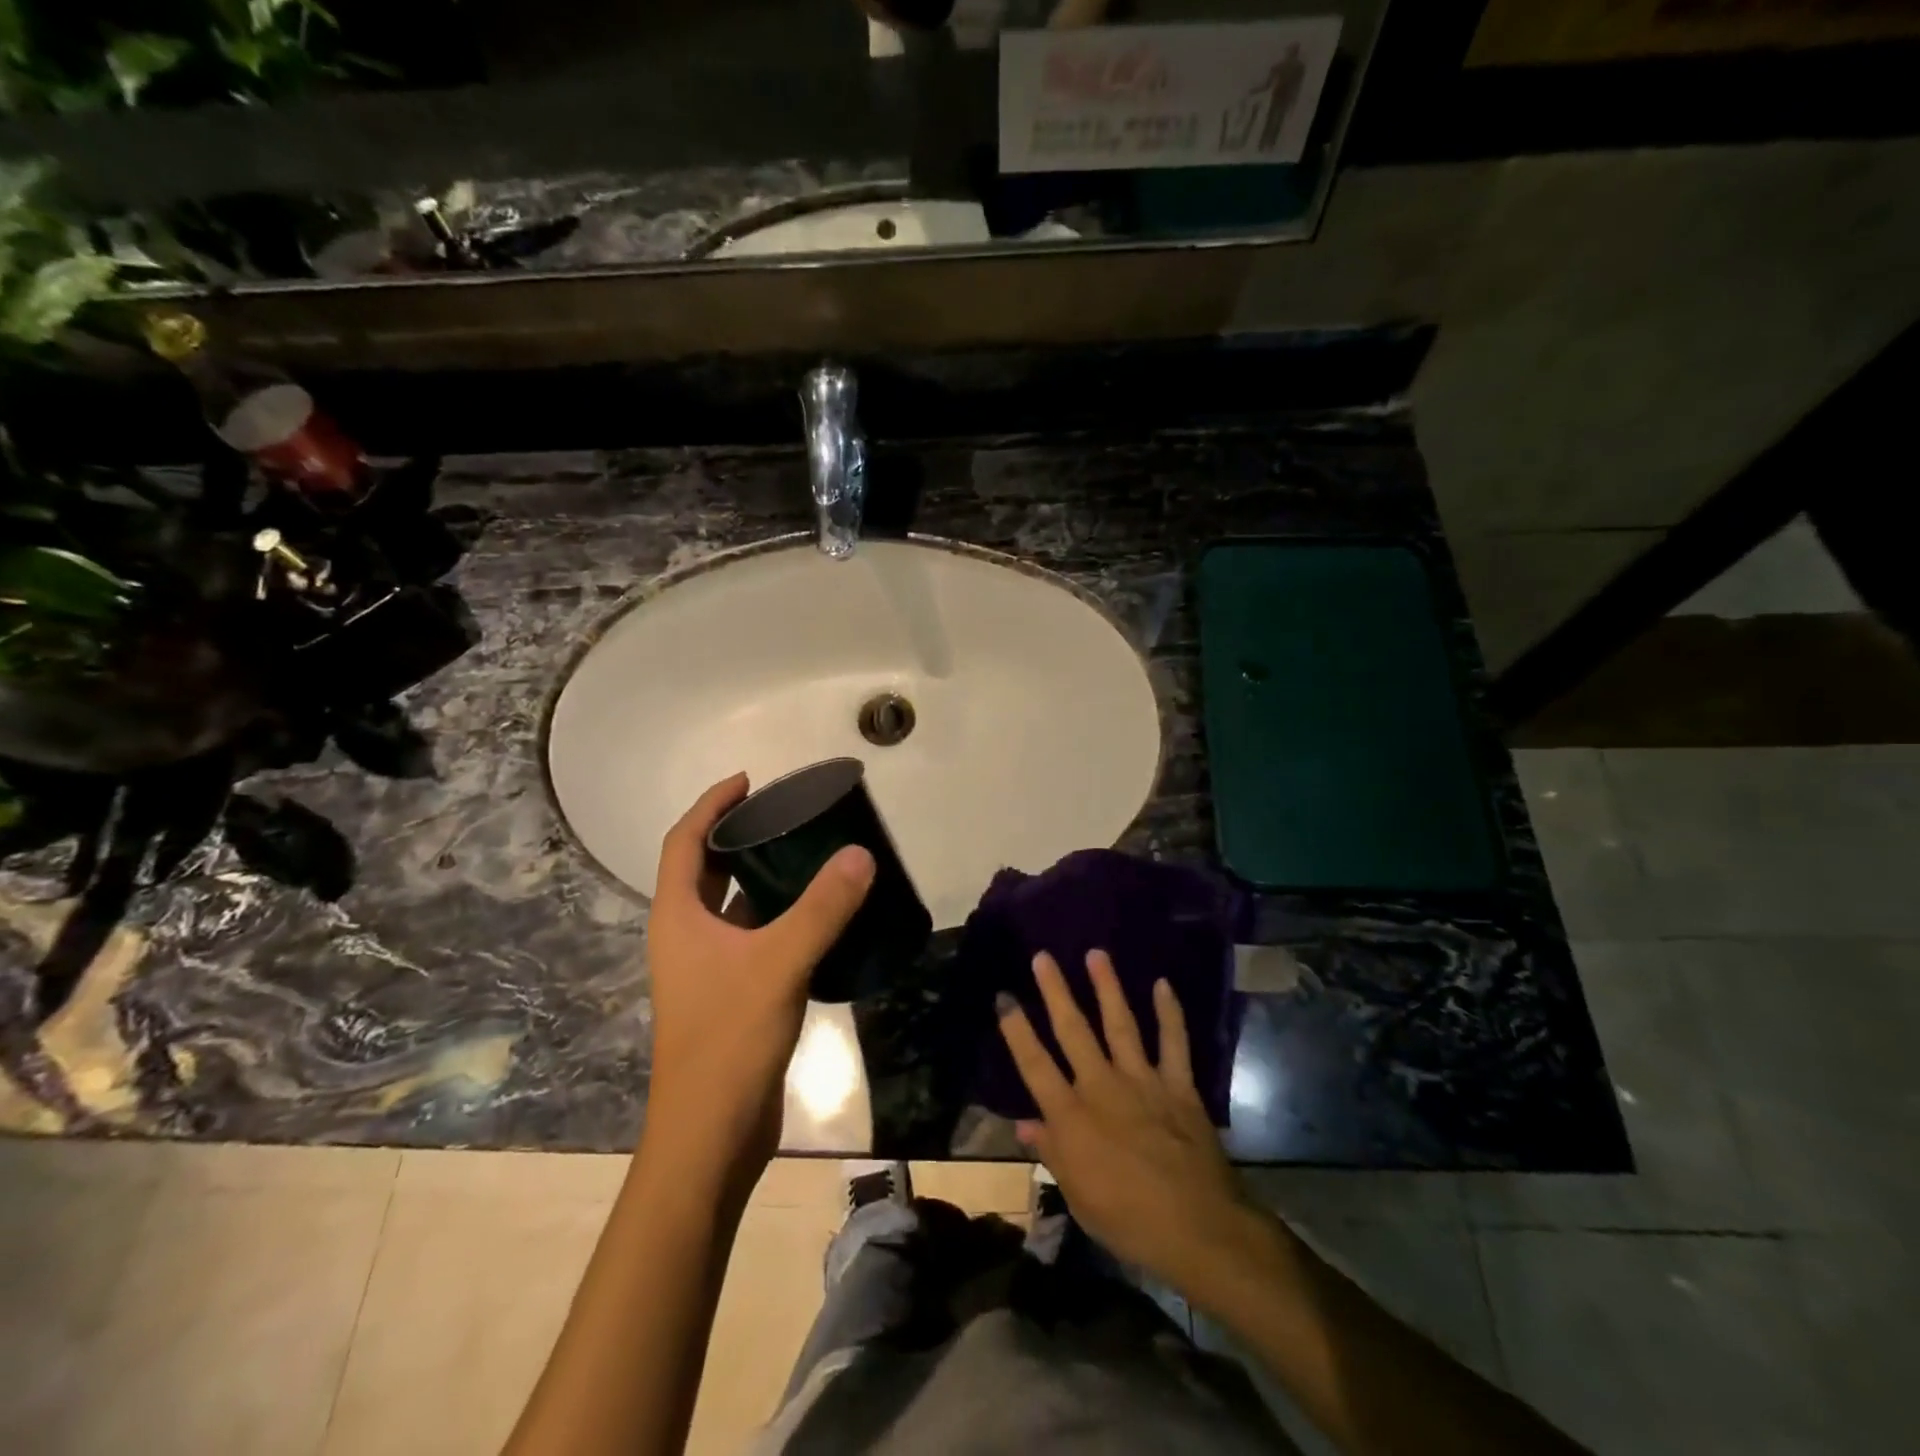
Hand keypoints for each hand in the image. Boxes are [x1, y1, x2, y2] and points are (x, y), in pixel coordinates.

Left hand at [644, 773, 874, 1178]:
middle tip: (785, 815)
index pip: (684, 841)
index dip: (711, 805)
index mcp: (678, 917)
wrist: (712, 1133)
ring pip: (732, 905)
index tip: (748, 780)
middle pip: (706, 869)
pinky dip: (779, 916)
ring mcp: (707, 968)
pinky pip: (753, 937)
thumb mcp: (779, 963)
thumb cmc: (729, 1039)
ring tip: (807, 853)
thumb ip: (822, 908)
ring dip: (761, 877)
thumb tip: (860, 855)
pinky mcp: (731, 993)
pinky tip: (818, 914)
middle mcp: (686, 935)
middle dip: (738, 836)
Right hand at [998, 950, 1256, 1295]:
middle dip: (1056, 991)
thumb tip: (1024, 1124)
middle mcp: (1102, 1087)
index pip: (1034, 1063)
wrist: (1198, 1229)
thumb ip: (1052, 1153)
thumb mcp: (1078, 1196)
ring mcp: (1142, 1081)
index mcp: (1071, 1117)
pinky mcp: (1178, 1086)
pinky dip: (1169, 1013)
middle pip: (1073, 1030)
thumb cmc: (1129, 1221)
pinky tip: (1163, 985)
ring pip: (1120, 1024)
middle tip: (1043, 956)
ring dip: (1107, 987)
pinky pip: (1173, 1042)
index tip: (1004, 996)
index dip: (1016, 1028)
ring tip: (1096, 954)